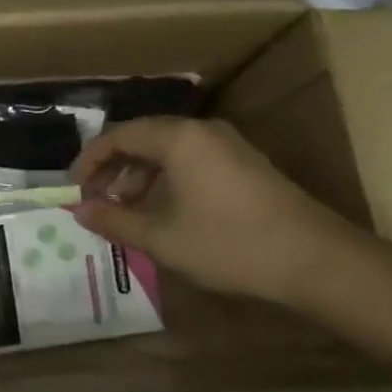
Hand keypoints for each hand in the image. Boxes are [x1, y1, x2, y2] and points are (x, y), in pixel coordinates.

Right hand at [70, 117, 370, 305]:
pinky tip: (164, 213)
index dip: (90, 161)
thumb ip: (115, 220)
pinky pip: (191, 162)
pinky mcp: (244, 165)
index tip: (73, 189)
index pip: (118, 136)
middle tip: (96, 201)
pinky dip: (167, 181)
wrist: (317, 261)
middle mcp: (201, 131)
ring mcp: (227, 146)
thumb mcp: (162, 238)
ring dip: (140, 178)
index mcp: (177, 137)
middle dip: (114, 170)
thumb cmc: (230, 244)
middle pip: (142, 139)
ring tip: (126, 212)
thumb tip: (80, 210)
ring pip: (168, 152)